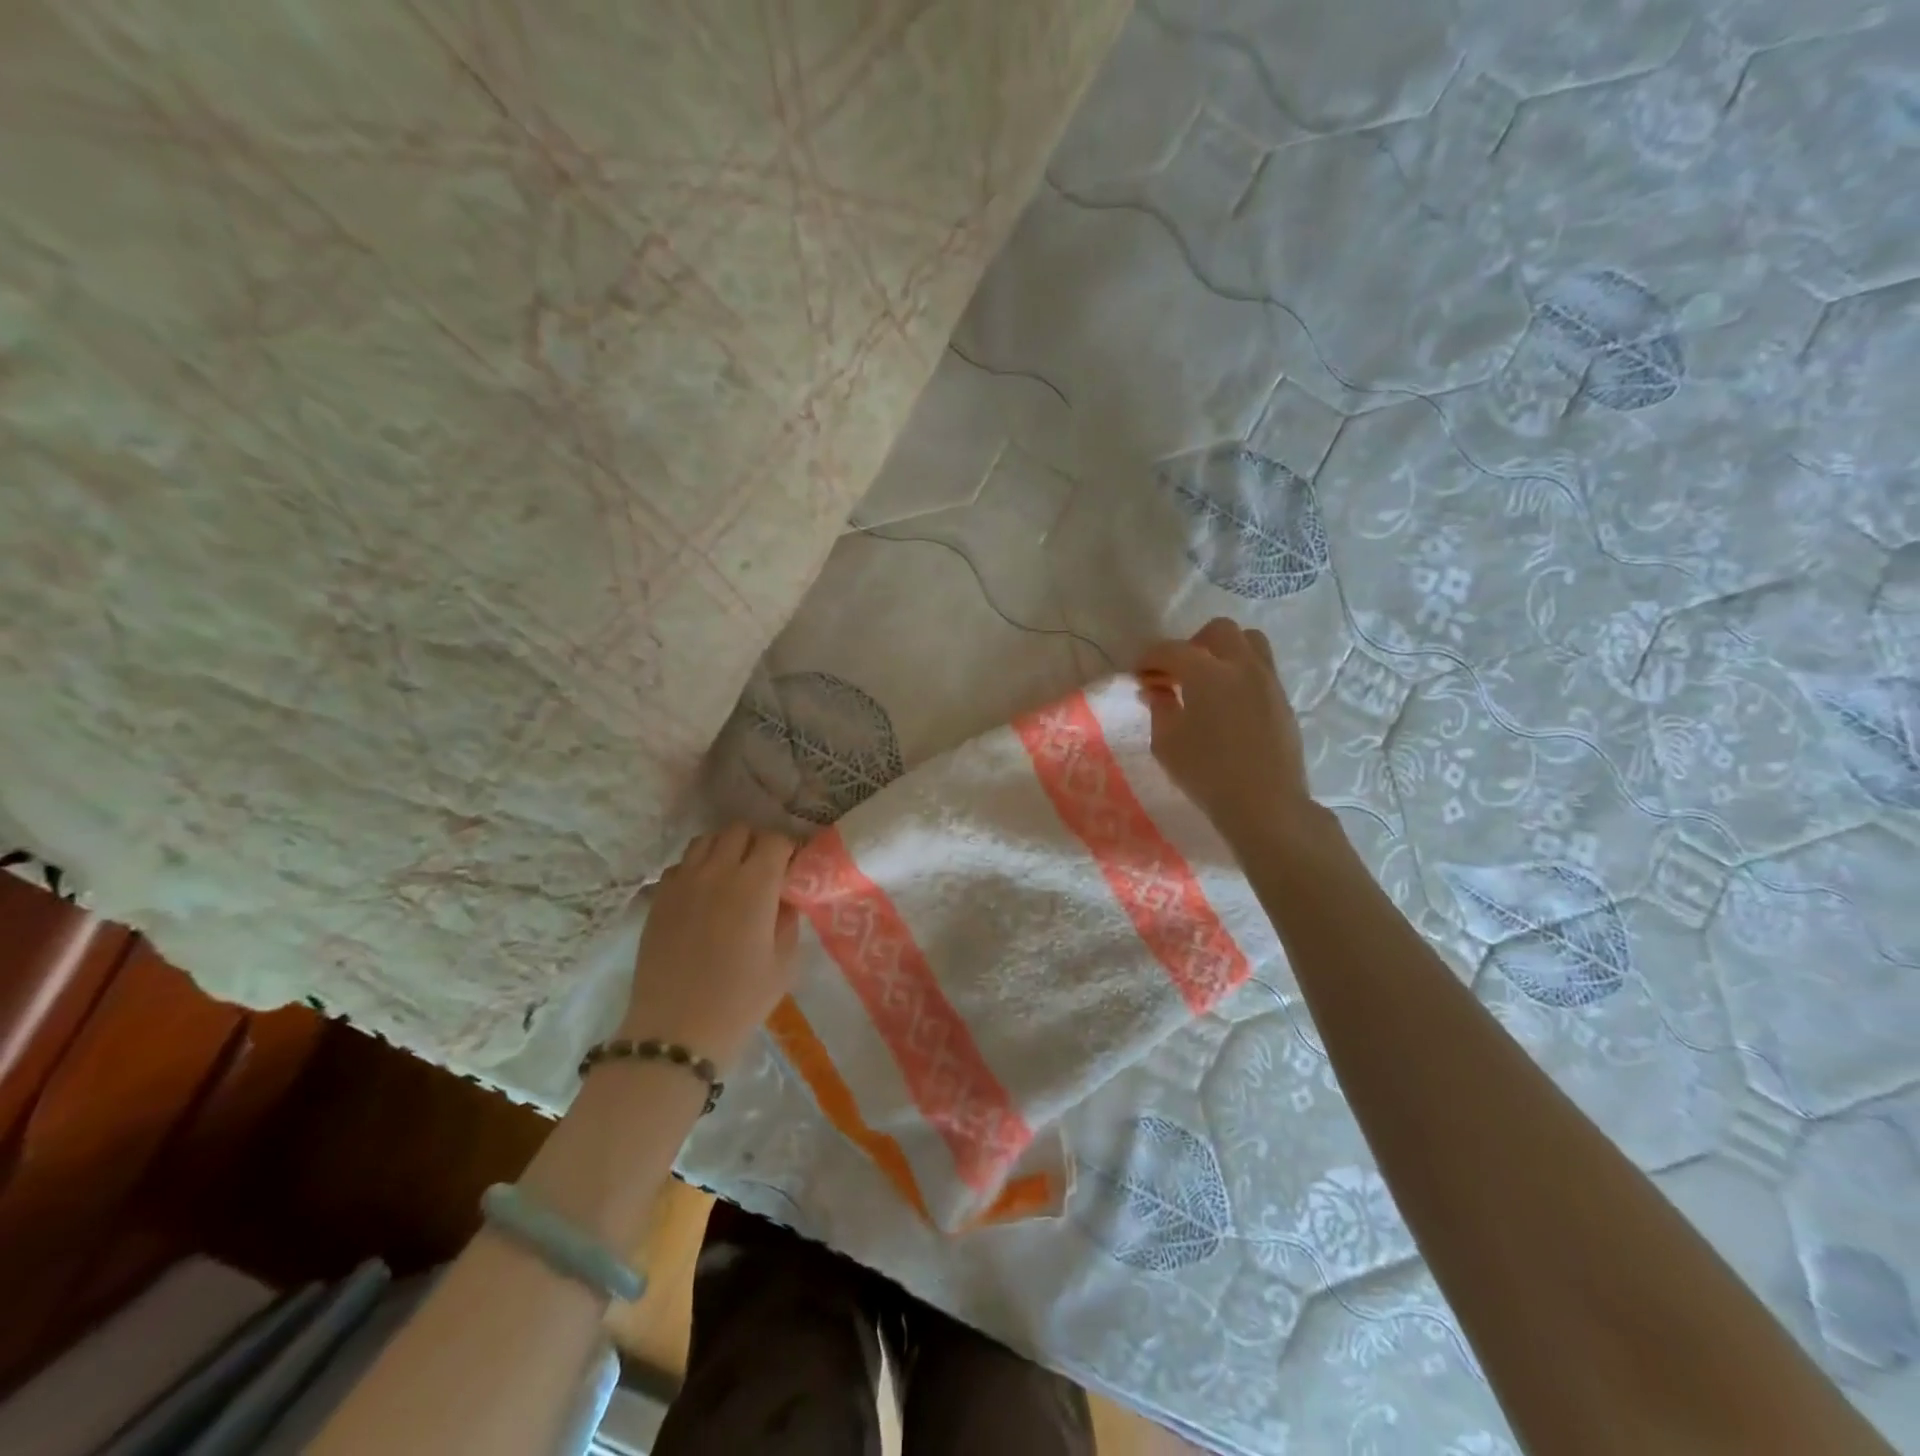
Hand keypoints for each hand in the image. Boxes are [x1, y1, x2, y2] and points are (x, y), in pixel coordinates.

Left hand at [621, 825, 800, 1070]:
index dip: (787, 849)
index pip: (775, 840)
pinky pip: (681, 865)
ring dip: (724, 850)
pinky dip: (696, 869)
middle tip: (763, 870)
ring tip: (730, 877)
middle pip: (739, 830)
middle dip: (756, 843)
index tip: (791, 867)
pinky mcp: (658, 898)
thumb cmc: (741, 999)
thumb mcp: (784, 962)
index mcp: (755, 884)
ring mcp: (683, 881)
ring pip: (706, 841)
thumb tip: (783, 897)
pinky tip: (702, 896)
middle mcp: (718, 871)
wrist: (676, 1031)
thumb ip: (788, 919)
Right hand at [1137, 618, 1314, 851]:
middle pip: (1218, 631)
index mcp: (1208, 673)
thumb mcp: (1167, 742)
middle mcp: (1242, 666)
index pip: (1171, 650)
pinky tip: (1226, 703)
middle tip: (1176, 673)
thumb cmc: (1207, 773)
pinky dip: (1239, 673)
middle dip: (1192, 644)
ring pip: (1248, 642)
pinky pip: (1260, 668)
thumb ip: (1159, 707)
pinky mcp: (1282, 700)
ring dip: (1223, 652)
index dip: (1149, 658)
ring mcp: (1268, 681)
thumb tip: (1157, 688)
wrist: (1266, 804)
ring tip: (1206, 681)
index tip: (1138, 674)